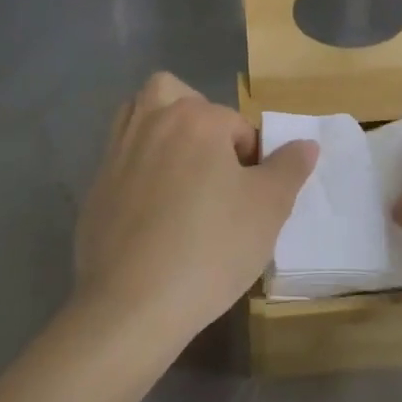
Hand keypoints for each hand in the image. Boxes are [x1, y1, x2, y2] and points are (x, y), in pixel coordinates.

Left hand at [74, 73, 318, 346]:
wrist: (131, 306)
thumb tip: (305, 143)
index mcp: (196, 118)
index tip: (251, 196)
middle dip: (199, 119)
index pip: (237, 125)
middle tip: (214, 166)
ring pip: (140, 116)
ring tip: (183, 175)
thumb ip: (289, 168)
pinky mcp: (96, 187)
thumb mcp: (268, 209)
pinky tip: (153, 212)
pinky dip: (137, 168)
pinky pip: (121, 158)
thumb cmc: (210, 248)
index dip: (252, 158)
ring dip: (162, 131)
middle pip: (176, 95)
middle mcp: (152, 121)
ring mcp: (117, 152)